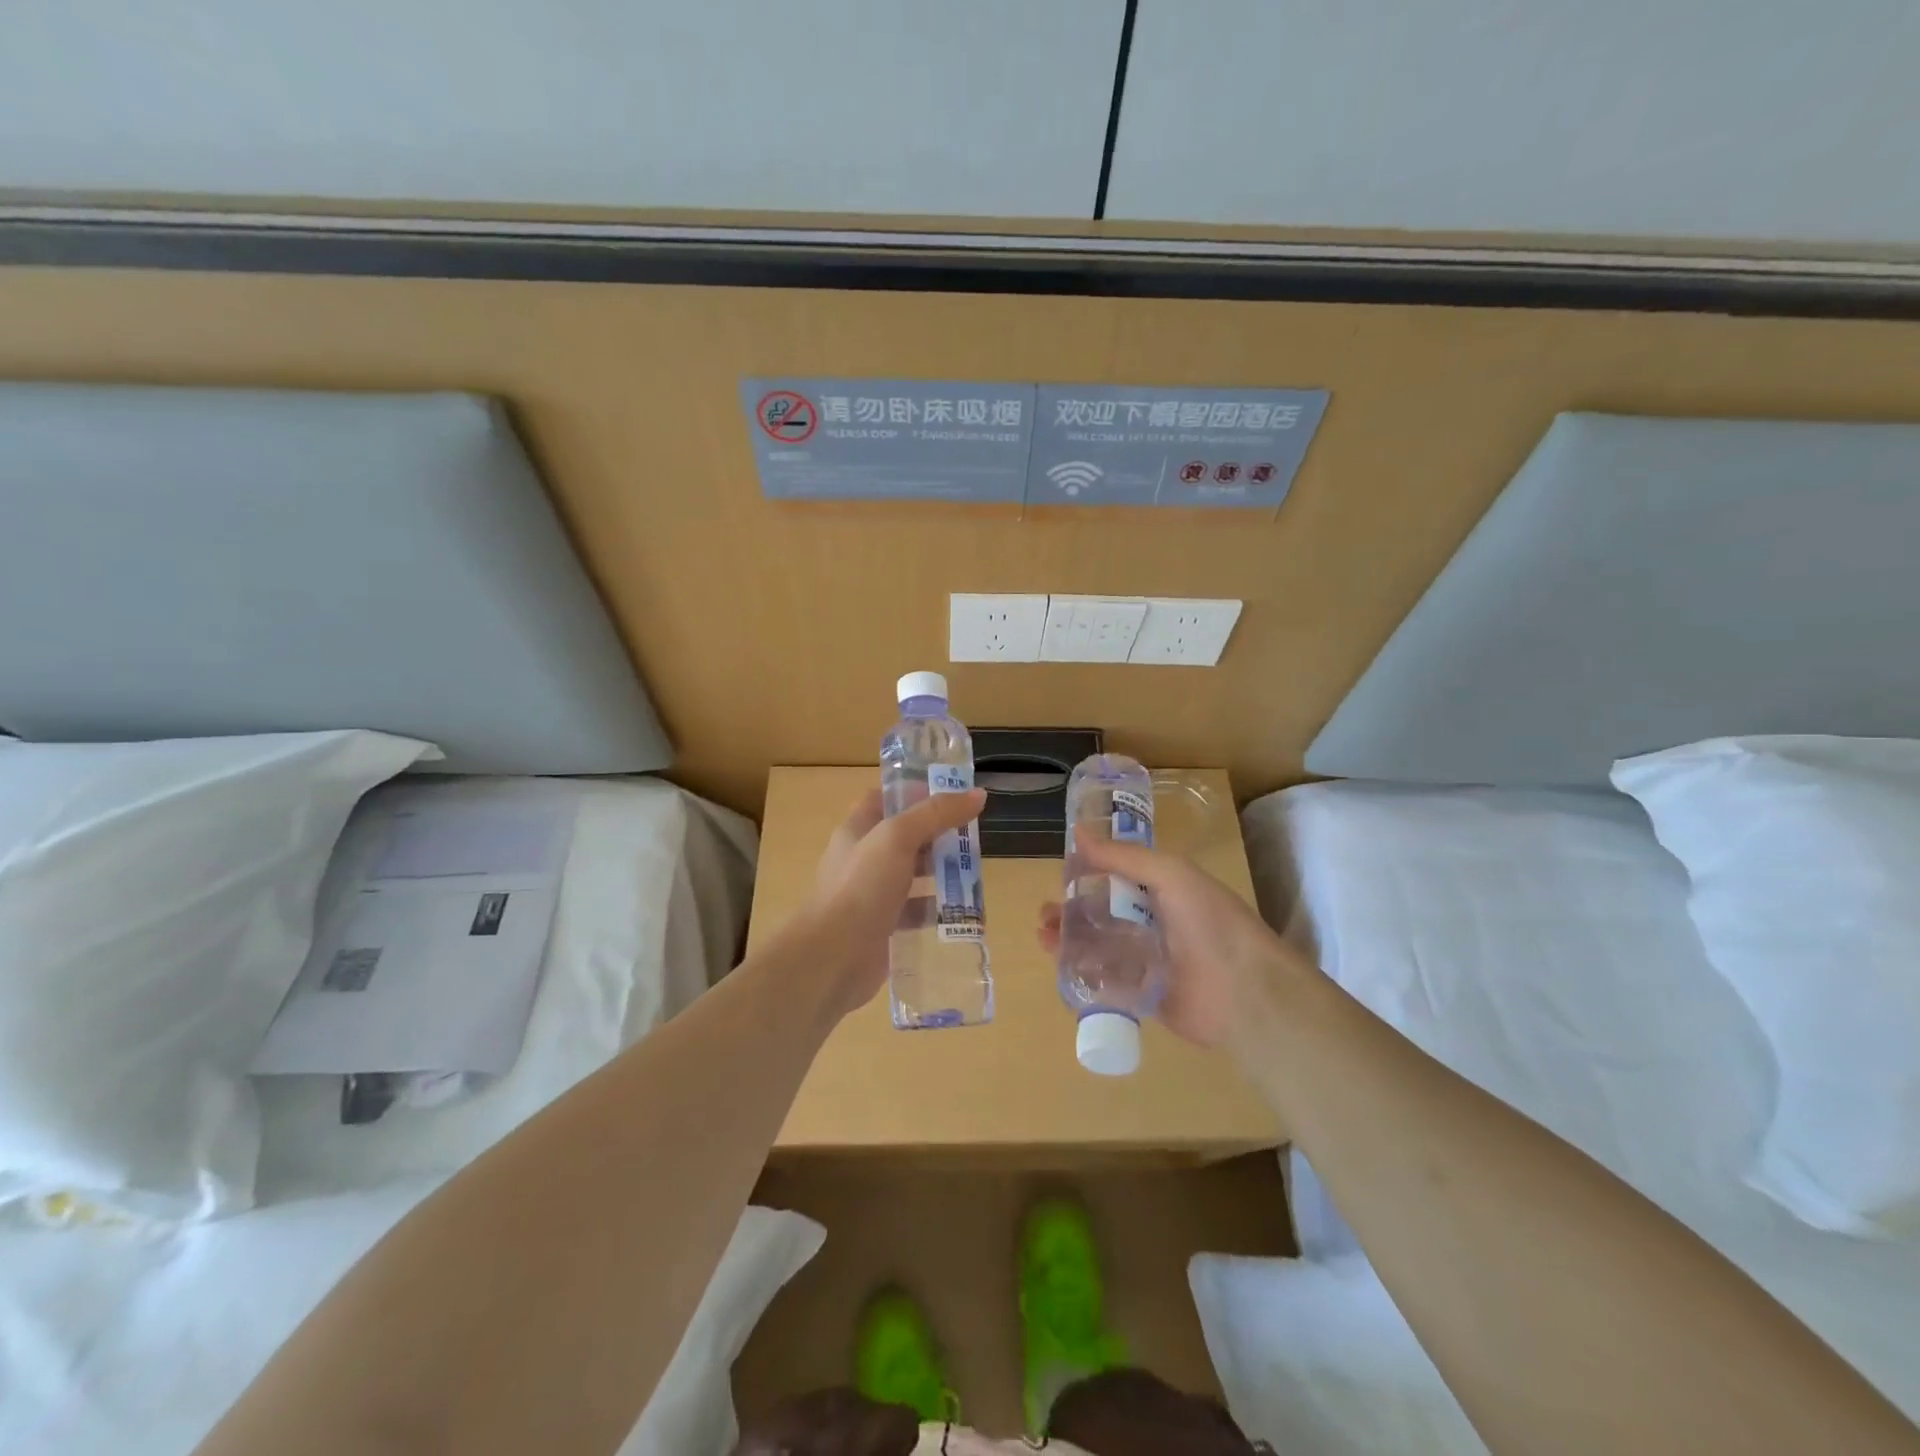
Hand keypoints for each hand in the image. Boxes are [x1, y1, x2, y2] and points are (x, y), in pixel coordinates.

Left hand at [802, 786, 986, 1020]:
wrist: (833, 958)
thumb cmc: (861, 887)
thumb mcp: (898, 838)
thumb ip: (936, 814)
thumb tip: (977, 794)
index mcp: (857, 830)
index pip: (884, 799)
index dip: (914, 793)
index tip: (951, 794)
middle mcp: (862, 859)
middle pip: (904, 837)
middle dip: (937, 834)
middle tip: (973, 834)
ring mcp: (871, 895)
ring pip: (912, 875)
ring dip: (940, 872)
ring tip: (975, 872)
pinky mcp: (883, 927)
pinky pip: (914, 912)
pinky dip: (935, 910)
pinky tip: (960, 910)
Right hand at [1037, 834, 1299, 1047]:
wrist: (1245, 992)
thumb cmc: (1209, 922)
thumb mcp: (1169, 874)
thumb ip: (1123, 856)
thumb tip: (1077, 832)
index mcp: (1162, 889)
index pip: (1116, 876)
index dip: (1087, 874)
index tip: (1060, 874)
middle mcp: (1153, 922)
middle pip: (1101, 913)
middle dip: (1071, 911)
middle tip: (1045, 914)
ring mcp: (1147, 960)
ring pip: (1098, 946)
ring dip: (1070, 939)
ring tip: (1045, 937)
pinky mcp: (1142, 994)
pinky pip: (1106, 980)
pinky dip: (1082, 972)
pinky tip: (1061, 966)